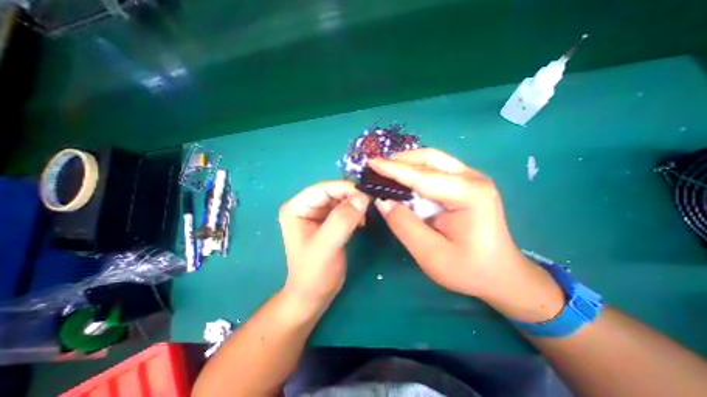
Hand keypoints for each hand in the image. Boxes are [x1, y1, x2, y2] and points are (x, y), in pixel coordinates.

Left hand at [278, 179, 371, 309]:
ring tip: (366, 215)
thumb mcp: (327, 247)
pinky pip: (344, 208)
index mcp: (297, 208)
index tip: (367, 194)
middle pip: (333, 191)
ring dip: (355, 204)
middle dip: (352, 196)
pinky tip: (362, 221)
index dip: (346, 189)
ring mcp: (316, 213)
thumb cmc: (314, 273)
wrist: (313, 294)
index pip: (324, 188)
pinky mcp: (327, 220)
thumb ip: (342, 221)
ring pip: (341, 199)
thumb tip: (362, 197)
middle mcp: (305, 206)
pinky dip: (355, 211)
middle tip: (370, 204)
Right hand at [371, 149, 563, 322]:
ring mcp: (472, 178)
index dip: (393, 169)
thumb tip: (383, 201)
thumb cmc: (468, 269)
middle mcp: (473, 178)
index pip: (422, 176)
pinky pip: (436, 168)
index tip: (371, 163)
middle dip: (400, 161)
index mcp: (469, 194)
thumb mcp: (431, 254)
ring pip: (432, 159)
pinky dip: (415, 170)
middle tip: (376, 167)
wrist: (501, 274)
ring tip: (385, 171)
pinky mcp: (466, 183)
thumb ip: (404, 225)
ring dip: (407, 163)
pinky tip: (403, 178)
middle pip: (429, 159)